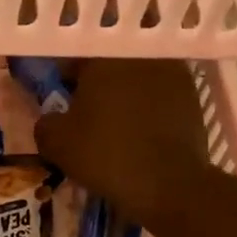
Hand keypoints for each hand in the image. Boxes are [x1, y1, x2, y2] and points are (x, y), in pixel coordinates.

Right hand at [34, 60, 214, 228]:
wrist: (168, 183)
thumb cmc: (105, 154)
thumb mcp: (56, 143)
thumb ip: (45, 122)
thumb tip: (51, 118)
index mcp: (104, 55)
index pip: (76, 54)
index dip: (66, 75)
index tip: (63, 96)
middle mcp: (140, 53)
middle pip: (112, 60)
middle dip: (99, 80)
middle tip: (90, 108)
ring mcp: (172, 72)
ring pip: (139, 76)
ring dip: (126, 91)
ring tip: (118, 121)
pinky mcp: (191, 96)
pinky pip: (160, 94)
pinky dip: (149, 106)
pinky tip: (142, 131)